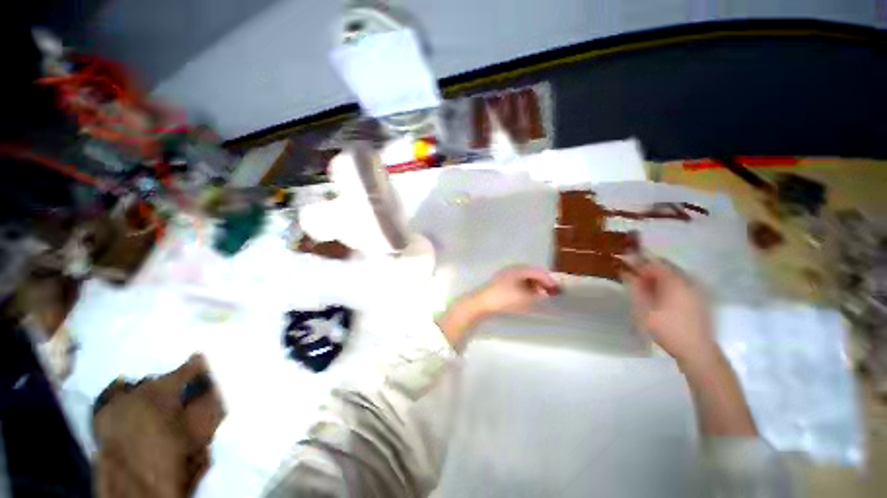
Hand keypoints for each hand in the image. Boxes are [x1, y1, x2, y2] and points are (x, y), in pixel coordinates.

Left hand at [438, 266, 559, 350]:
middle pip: (531, 273)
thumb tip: (545, 293)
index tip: (558, 290)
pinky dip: (526, 288)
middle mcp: (512, 270)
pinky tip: (528, 297)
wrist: (481, 304)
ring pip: (524, 278)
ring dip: (534, 286)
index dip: (549, 280)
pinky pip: (517, 283)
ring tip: (541, 296)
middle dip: (542, 282)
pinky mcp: (500, 284)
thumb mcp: (524, 298)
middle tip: (551, 293)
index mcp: (518, 270)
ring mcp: (504, 276)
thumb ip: (537, 294)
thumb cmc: (503, 299)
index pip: (538, 271)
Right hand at [623, 258, 717, 364]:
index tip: (623, 261)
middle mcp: (688, 281)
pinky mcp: (700, 298)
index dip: (637, 261)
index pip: (653, 263)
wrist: (697, 351)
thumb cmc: (667, 329)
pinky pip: (681, 283)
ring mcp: (697, 289)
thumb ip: (635, 288)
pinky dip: (667, 283)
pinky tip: (659, 293)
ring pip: (674, 274)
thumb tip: (626, 273)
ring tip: (643, 283)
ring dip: (657, 275)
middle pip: (665, 266)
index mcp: (674, 282)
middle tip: (631, 272)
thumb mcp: (644, 309)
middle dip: (647, 267)